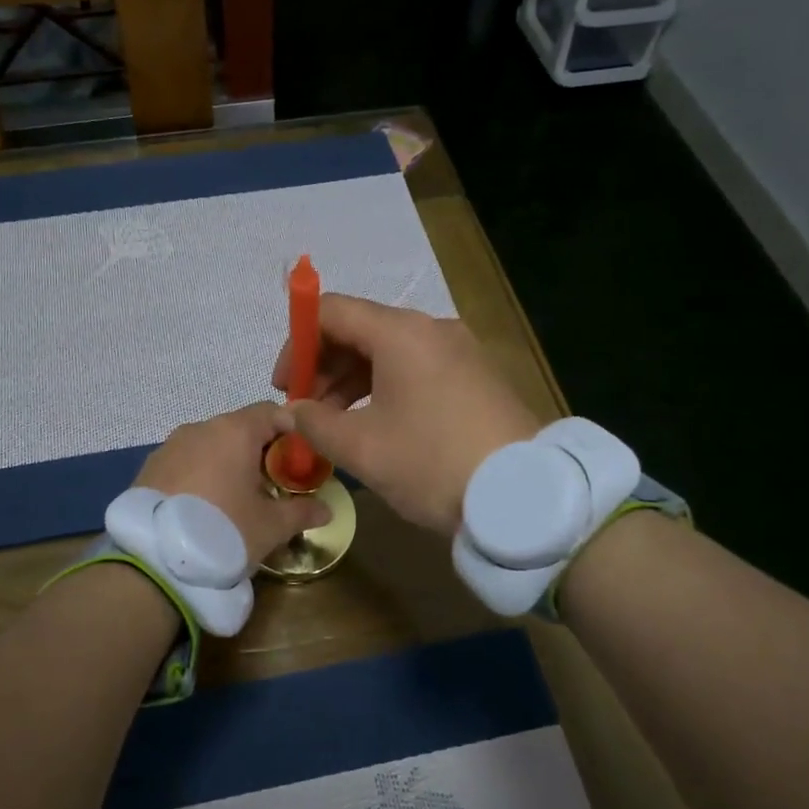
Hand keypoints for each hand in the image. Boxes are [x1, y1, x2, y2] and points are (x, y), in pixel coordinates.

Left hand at [136, 402, 331, 565]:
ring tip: (235, 500)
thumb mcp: (271, 526)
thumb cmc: (224, 531)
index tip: (299, 461)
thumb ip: (301, 512)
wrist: (154, 560)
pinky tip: (203, 507)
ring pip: (210, 445)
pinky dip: (200, 475)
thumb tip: (326, 510)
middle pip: (240, 428)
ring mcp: (170, 446)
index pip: (272, 412)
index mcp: (235, 431)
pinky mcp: (148, 468)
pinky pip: (185, 462)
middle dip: (259, 451)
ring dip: (227, 463)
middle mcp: (201, 428)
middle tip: (271, 485)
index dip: (291, 432)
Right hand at [271, 296, 539, 535]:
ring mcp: (459, 351)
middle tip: (306, 412)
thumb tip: (291, 412)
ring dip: (352, 382)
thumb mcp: (362, 448)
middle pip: (360, 329)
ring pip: (389, 352)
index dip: (297, 344)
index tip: (285, 388)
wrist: (523, 496)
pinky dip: (385, 389)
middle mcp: (431, 329)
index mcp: (400, 333)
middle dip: (324, 367)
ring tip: (335, 426)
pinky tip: (375, 425)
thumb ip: (314, 423)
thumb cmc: (431, 463)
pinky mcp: (475, 376)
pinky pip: (416, 369)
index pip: (331, 312)